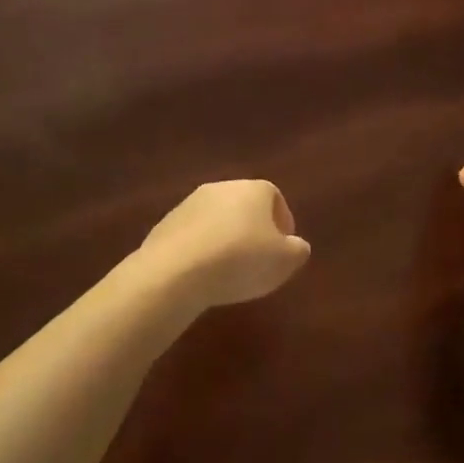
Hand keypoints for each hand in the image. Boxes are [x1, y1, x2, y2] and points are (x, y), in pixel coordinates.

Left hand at [133, 180, 310, 309]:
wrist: (175, 271)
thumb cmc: (240, 260)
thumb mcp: (284, 261)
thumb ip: (297, 250)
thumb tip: (296, 245)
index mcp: (255, 189)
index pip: (275, 198)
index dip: (282, 223)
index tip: (283, 249)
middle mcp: (222, 187)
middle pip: (244, 206)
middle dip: (253, 230)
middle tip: (257, 260)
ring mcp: (190, 203)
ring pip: (217, 219)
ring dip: (225, 239)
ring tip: (228, 271)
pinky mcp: (166, 223)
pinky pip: (193, 235)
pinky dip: (201, 250)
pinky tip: (202, 274)